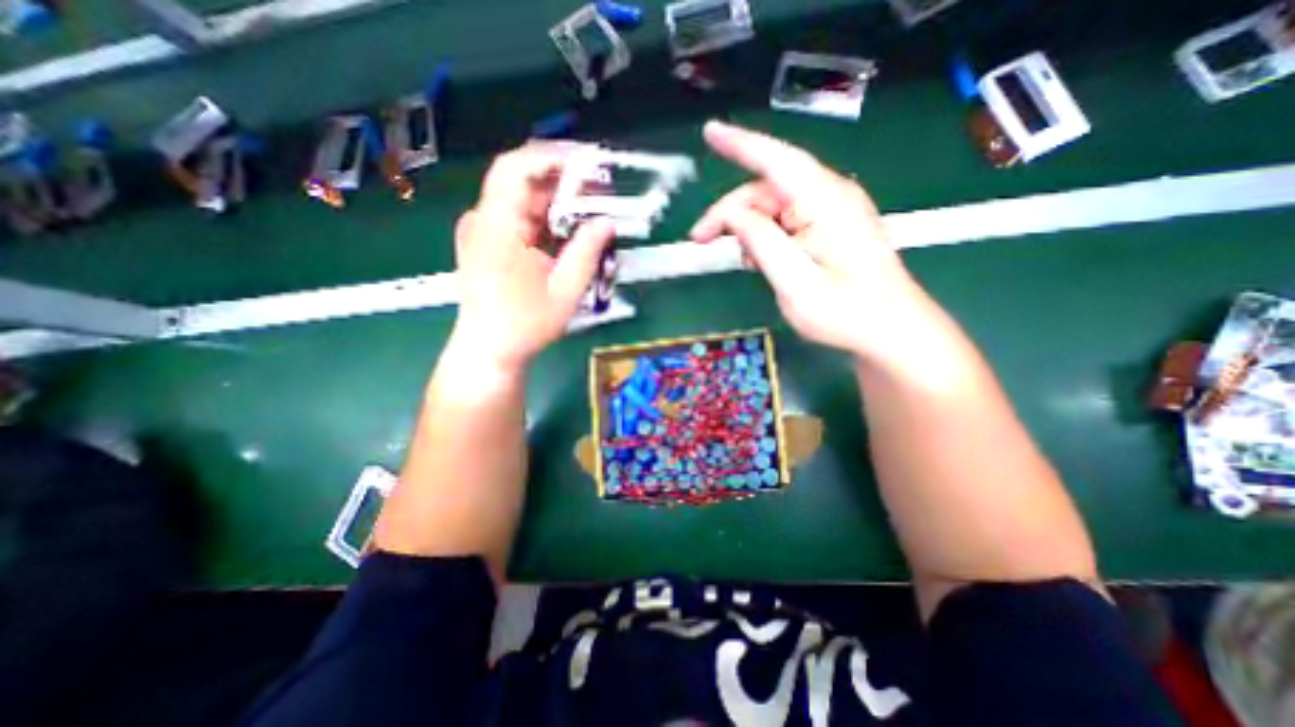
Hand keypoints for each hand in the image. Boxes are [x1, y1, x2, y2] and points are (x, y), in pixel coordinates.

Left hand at [452, 141, 613, 370]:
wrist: (489, 349)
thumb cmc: (525, 325)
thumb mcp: (565, 290)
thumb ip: (587, 251)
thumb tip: (607, 222)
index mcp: (498, 227)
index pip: (517, 168)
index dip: (552, 157)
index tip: (588, 162)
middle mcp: (484, 220)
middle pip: (522, 181)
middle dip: (562, 180)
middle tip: (600, 188)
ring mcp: (483, 230)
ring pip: (523, 199)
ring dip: (557, 201)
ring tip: (591, 209)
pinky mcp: (488, 241)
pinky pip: (519, 217)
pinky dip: (546, 218)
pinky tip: (568, 230)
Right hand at [699, 122, 931, 366]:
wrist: (892, 331)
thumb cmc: (846, 313)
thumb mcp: (795, 283)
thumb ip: (761, 243)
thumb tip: (732, 214)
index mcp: (825, 202)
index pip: (776, 160)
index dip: (740, 144)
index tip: (710, 132)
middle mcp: (830, 196)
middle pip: (768, 189)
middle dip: (731, 212)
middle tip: (702, 241)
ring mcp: (834, 210)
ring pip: (775, 206)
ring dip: (749, 228)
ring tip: (741, 261)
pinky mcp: (833, 226)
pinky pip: (789, 219)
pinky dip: (767, 236)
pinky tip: (762, 260)